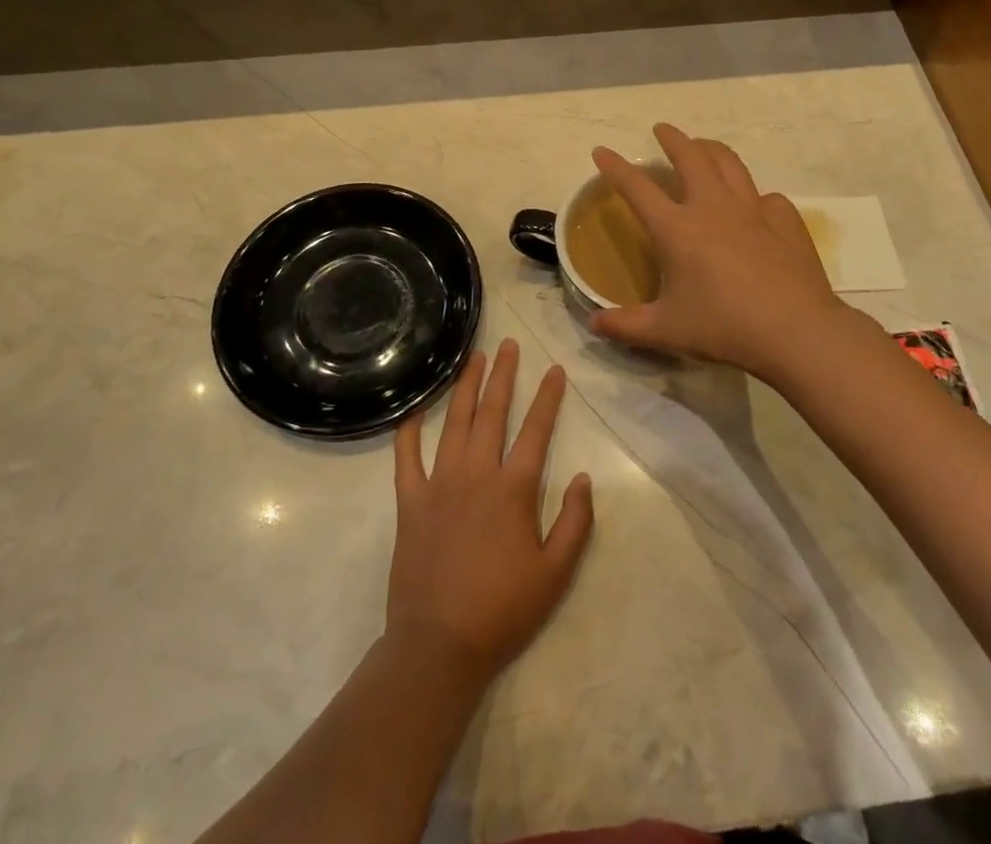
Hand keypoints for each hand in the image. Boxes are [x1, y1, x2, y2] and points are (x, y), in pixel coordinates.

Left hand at [387, 340, 593, 680]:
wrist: (439, 645)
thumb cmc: (503, 610)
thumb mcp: (555, 574)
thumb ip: (575, 522)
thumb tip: (584, 478)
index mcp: (513, 489)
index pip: (536, 430)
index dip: (547, 397)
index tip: (554, 369)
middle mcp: (476, 474)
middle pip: (491, 412)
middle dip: (502, 375)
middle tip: (507, 344)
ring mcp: (439, 484)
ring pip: (453, 423)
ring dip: (464, 387)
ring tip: (473, 358)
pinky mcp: (410, 502)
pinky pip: (406, 458)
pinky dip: (408, 432)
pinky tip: (412, 410)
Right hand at [588, 124, 848, 379]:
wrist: (796, 331)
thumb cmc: (724, 327)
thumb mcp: (666, 331)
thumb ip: (625, 326)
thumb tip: (594, 323)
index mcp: (678, 229)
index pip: (638, 188)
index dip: (616, 168)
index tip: (602, 151)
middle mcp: (713, 207)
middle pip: (691, 157)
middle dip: (673, 139)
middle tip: (663, 130)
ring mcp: (753, 210)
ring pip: (729, 163)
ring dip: (711, 150)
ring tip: (703, 148)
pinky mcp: (785, 221)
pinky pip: (767, 197)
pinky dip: (754, 196)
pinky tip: (755, 207)